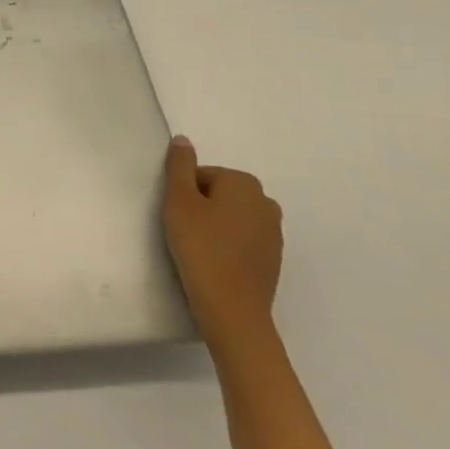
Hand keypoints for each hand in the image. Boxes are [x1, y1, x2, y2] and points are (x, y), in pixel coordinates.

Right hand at [163, 135, 282, 349]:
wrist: (232, 309)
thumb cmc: (200, 248)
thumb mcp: (179, 201)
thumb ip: (179, 166)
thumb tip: (183, 139)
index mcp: (244, 183)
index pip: (201, 175)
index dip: (183, 194)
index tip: (176, 216)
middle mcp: (265, 202)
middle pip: (219, 194)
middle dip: (200, 207)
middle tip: (183, 231)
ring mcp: (273, 232)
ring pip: (231, 217)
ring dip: (214, 226)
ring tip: (197, 249)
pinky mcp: (273, 258)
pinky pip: (242, 240)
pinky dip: (227, 245)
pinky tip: (213, 263)